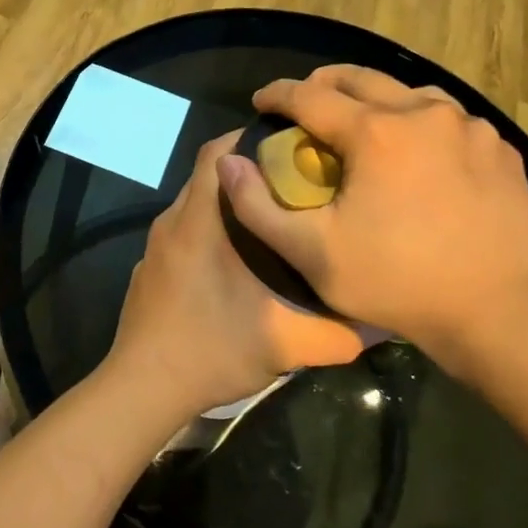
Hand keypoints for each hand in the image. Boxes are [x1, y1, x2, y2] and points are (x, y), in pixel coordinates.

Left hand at [105, 133, 365, 421]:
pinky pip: (185, 232)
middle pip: (210, 175)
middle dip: (251, 171)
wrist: (142, 388)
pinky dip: (212, 230)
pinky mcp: (151, 269)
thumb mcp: (282, 344)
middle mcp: (172, 223)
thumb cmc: (209, 351)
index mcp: (198, 223)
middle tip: (298, 183)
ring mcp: (157, 248)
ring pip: (197, 205)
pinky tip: (240, 262)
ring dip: (232, 204)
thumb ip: (336, 332)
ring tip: (278, 220)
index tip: (293, 146)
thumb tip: (384, 322)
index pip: (217, 153)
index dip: (251, 139)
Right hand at [215, 66, 527, 351]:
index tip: (260, 102)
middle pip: (361, 77)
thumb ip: (257, 206)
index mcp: (375, 131)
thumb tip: (228, 162)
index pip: (310, 95)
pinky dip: (420, 125)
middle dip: (323, 84)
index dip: (277, 94)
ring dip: (376, 100)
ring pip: (410, 92)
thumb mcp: (310, 254)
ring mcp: (469, 128)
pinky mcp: (499, 149)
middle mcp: (424, 113)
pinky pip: (449, 120)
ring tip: (362, 124)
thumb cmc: (396, 281)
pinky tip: (416, 155)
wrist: (498, 310)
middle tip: (302, 104)